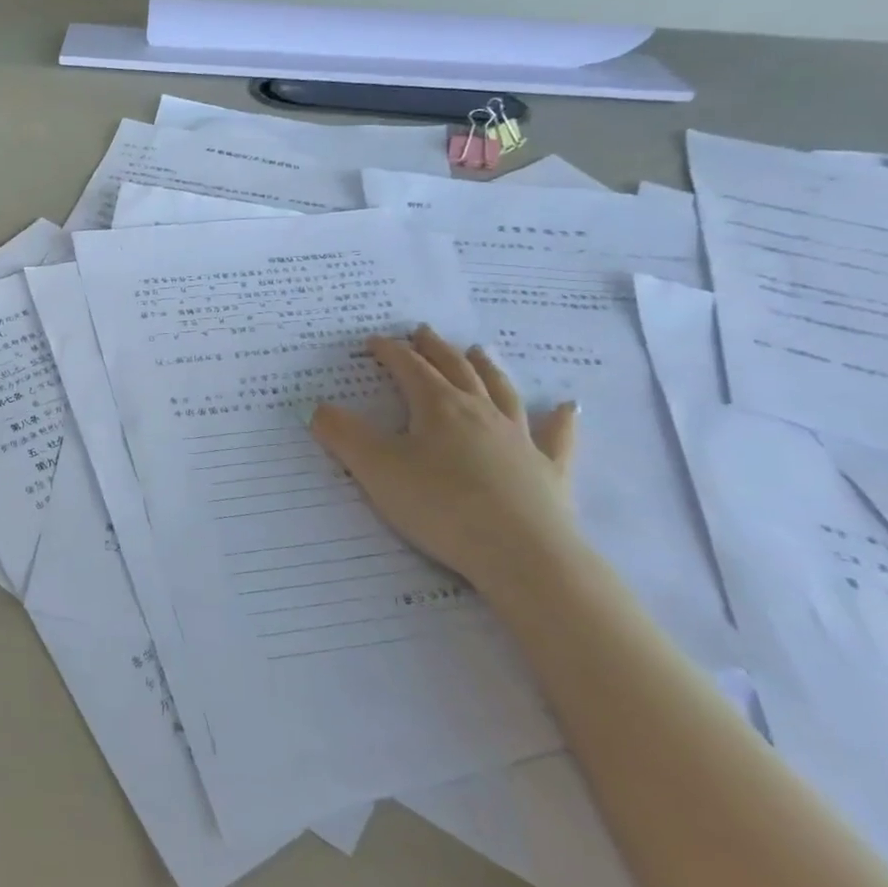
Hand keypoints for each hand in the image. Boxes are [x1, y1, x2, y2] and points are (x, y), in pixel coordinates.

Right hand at [308, 325, 582, 597]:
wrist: (524, 555)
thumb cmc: (441, 506)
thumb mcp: (376, 469)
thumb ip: (343, 435)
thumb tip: (319, 408)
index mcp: (438, 408)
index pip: (410, 369)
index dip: (390, 352)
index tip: (374, 341)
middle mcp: (480, 413)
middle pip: (456, 370)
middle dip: (436, 349)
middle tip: (423, 331)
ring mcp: (520, 440)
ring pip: (501, 393)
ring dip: (487, 368)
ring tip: (479, 350)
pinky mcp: (549, 472)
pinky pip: (556, 438)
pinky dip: (561, 420)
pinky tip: (568, 407)